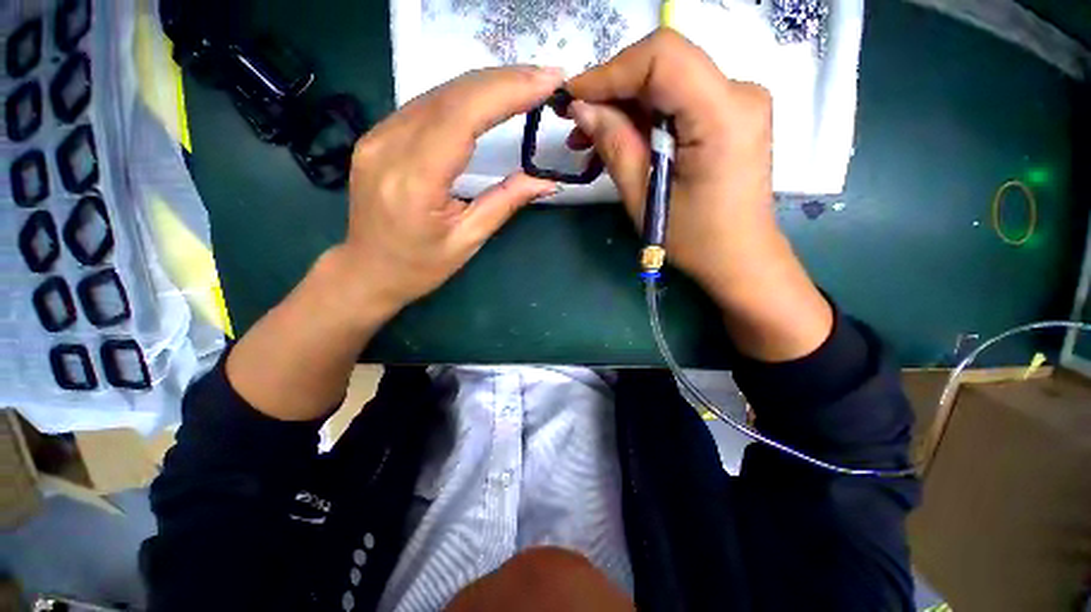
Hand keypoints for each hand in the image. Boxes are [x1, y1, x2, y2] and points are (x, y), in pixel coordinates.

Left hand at [334, 66, 563, 319]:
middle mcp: (389, 146)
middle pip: (451, 95)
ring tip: (526, 83)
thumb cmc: (420, 266)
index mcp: (414, 180)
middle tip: (546, 78)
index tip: (548, 81)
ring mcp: (378, 136)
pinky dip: (463, 96)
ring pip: (438, 92)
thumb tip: (546, 181)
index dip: (507, 92)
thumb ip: (505, 202)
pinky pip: (426, 105)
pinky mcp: (378, 135)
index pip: (462, 117)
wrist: (368, 270)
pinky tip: (488, 97)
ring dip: (486, 84)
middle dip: (504, 80)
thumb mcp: (468, 240)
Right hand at [566, 30, 831, 360]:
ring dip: (624, 106)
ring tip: (590, 139)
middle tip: (577, 123)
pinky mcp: (729, 114)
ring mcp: (738, 100)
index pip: (662, 59)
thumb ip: (615, 145)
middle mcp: (739, 93)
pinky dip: (643, 116)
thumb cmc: (694, 239)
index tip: (573, 98)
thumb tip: (582, 108)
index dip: (610, 72)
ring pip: (667, 81)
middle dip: (613, 90)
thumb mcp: (644, 196)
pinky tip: (619, 139)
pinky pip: (677, 100)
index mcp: (723, 115)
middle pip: (663, 65)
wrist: (740, 256)